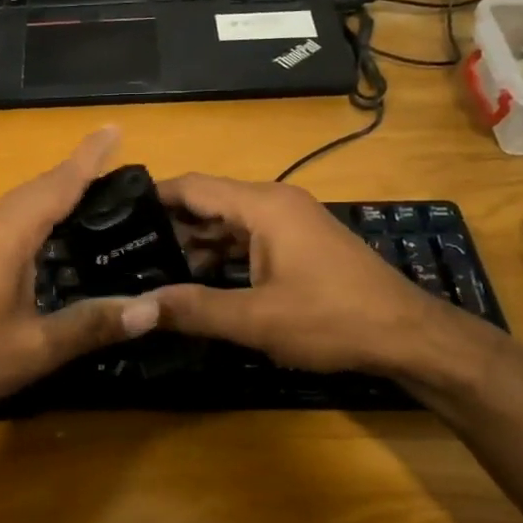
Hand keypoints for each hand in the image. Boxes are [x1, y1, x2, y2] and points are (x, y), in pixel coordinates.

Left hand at [0, 129, 160, 413]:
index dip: (89, 157)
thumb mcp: (36, 348)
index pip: (58, 184)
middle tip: (108, 173)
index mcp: (7, 234)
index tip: (114, 129)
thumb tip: (151, 309)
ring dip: (44, 200)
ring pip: (9, 207)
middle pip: (34, 190)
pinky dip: (20, 222)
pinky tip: (28, 246)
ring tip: (76, 206)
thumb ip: (92, 325)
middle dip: (71, 177)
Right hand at [149, 174, 463, 376]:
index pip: (193, 186)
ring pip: (227, 224)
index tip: (113, 214)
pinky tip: (196, 283)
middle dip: (168, 227)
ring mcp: (290, 223)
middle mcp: (274, 203)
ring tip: (150, 270)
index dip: (152, 197)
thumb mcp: (257, 319)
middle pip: (207, 203)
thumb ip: (195, 309)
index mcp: (263, 206)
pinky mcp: (299, 244)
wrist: (409, 337)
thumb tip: (137, 307)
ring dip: (193, 246)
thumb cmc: (332, 320)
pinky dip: (220, 256)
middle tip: (124, 251)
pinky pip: (247, 240)